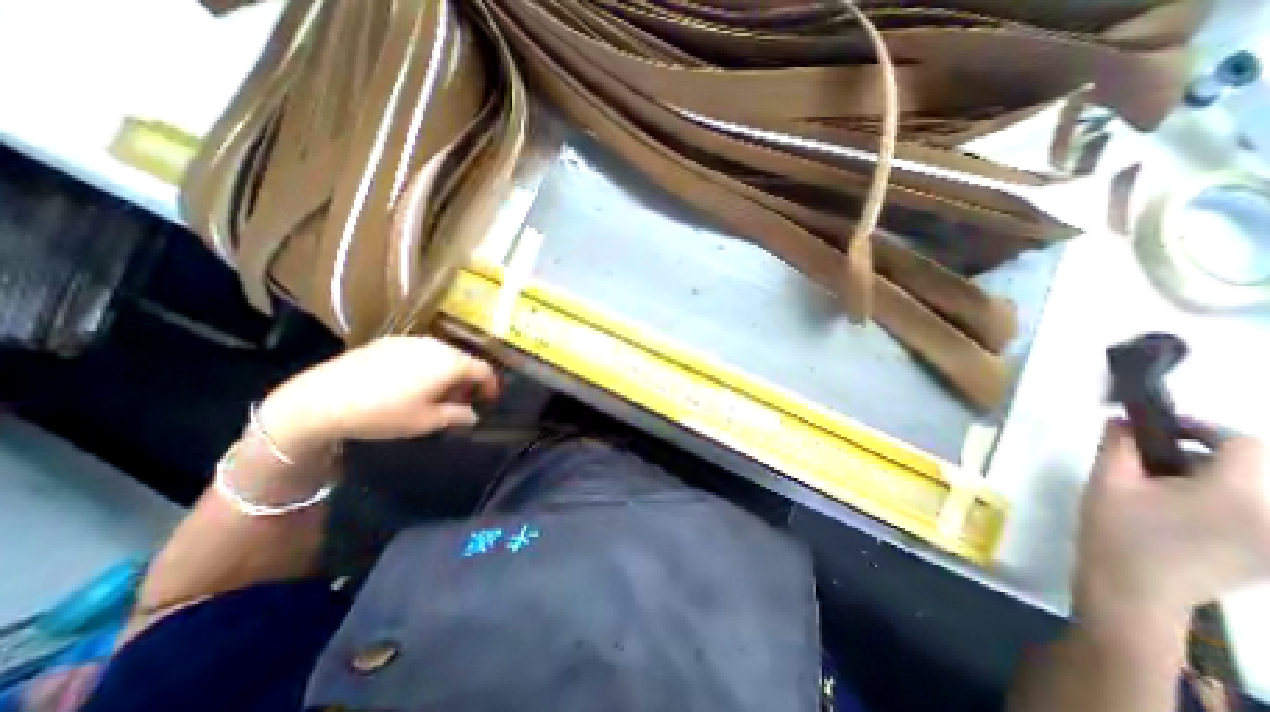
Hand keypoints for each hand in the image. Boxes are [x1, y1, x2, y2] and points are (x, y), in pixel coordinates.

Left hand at [254, 335, 499, 454]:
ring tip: (435, 392)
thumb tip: (473, 415)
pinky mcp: (391, 340)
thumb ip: (458, 415)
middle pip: (464, 360)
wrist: (321, 399)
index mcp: (450, 363)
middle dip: (468, 380)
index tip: (489, 400)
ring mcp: (412, 340)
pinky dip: (428, 365)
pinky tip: (410, 382)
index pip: (484, 370)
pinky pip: (422, 351)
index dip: (491, 385)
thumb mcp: (426, 421)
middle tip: (460, 401)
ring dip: (449, 372)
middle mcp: (436, 345)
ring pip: (443, 354)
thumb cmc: (383, 413)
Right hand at [1069, 420, 1269, 626]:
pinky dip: (1213, 501)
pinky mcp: (1269, 554)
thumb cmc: (1116, 530)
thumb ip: (1118, 445)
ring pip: (1244, 490)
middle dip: (1192, 455)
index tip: (1157, 428)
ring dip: (1201, 478)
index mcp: (1236, 494)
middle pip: (1244, 468)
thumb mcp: (1107, 481)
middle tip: (1142, 461)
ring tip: (1153, 489)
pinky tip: (1173, 513)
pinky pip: (1248, 512)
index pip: (1242, 443)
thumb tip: (1123, 420)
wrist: (1134, 590)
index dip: (1200, 428)